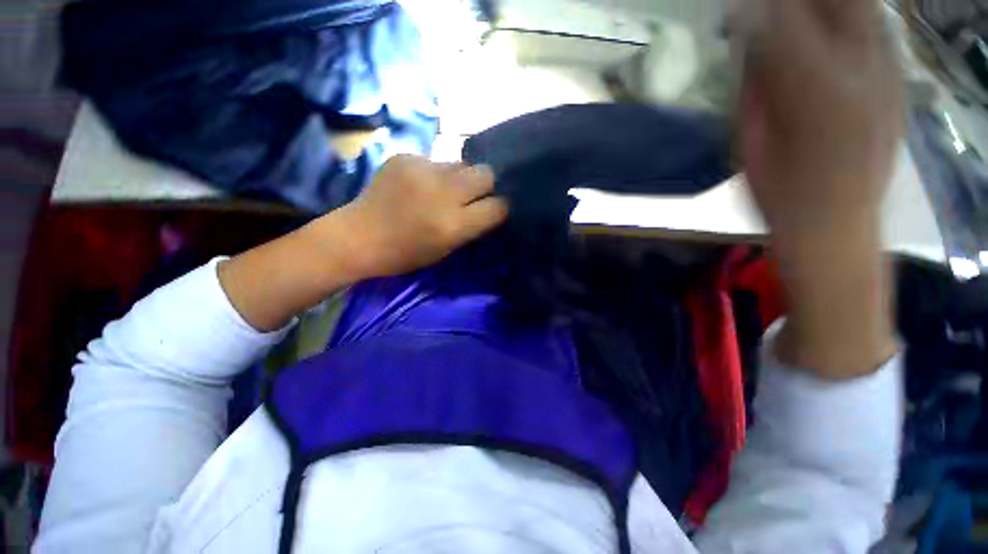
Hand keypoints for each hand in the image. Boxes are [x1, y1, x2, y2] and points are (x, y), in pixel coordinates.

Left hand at [219, 156, 506, 331]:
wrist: (358, 236)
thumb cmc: (406, 254)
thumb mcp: (447, 248)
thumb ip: (472, 225)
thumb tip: (491, 204)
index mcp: (453, 224)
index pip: (498, 206)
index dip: (500, 207)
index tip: (495, 209)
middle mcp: (442, 193)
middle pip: (486, 173)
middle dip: (486, 185)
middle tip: (473, 195)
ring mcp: (422, 170)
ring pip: (461, 164)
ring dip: (459, 178)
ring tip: (443, 190)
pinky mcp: (405, 157)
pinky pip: (435, 161)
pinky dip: (435, 173)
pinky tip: (419, 185)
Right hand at [739, 0, 902, 241]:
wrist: (836, 229)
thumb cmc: (778, 192)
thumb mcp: (749, 140)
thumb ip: (753, 83)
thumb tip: (751, 37)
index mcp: (813, 90)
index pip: (783, 18)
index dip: (757, 6)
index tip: (738, 8)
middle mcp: (861, 69)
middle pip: (839, 0)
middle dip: (800, 1)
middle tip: (774, 10)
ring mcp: (889, 74)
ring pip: (865, 8)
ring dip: (832, 7)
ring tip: (805, 18)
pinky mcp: (900, 83)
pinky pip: (882, 29)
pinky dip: (857, 20)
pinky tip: (838, 34)